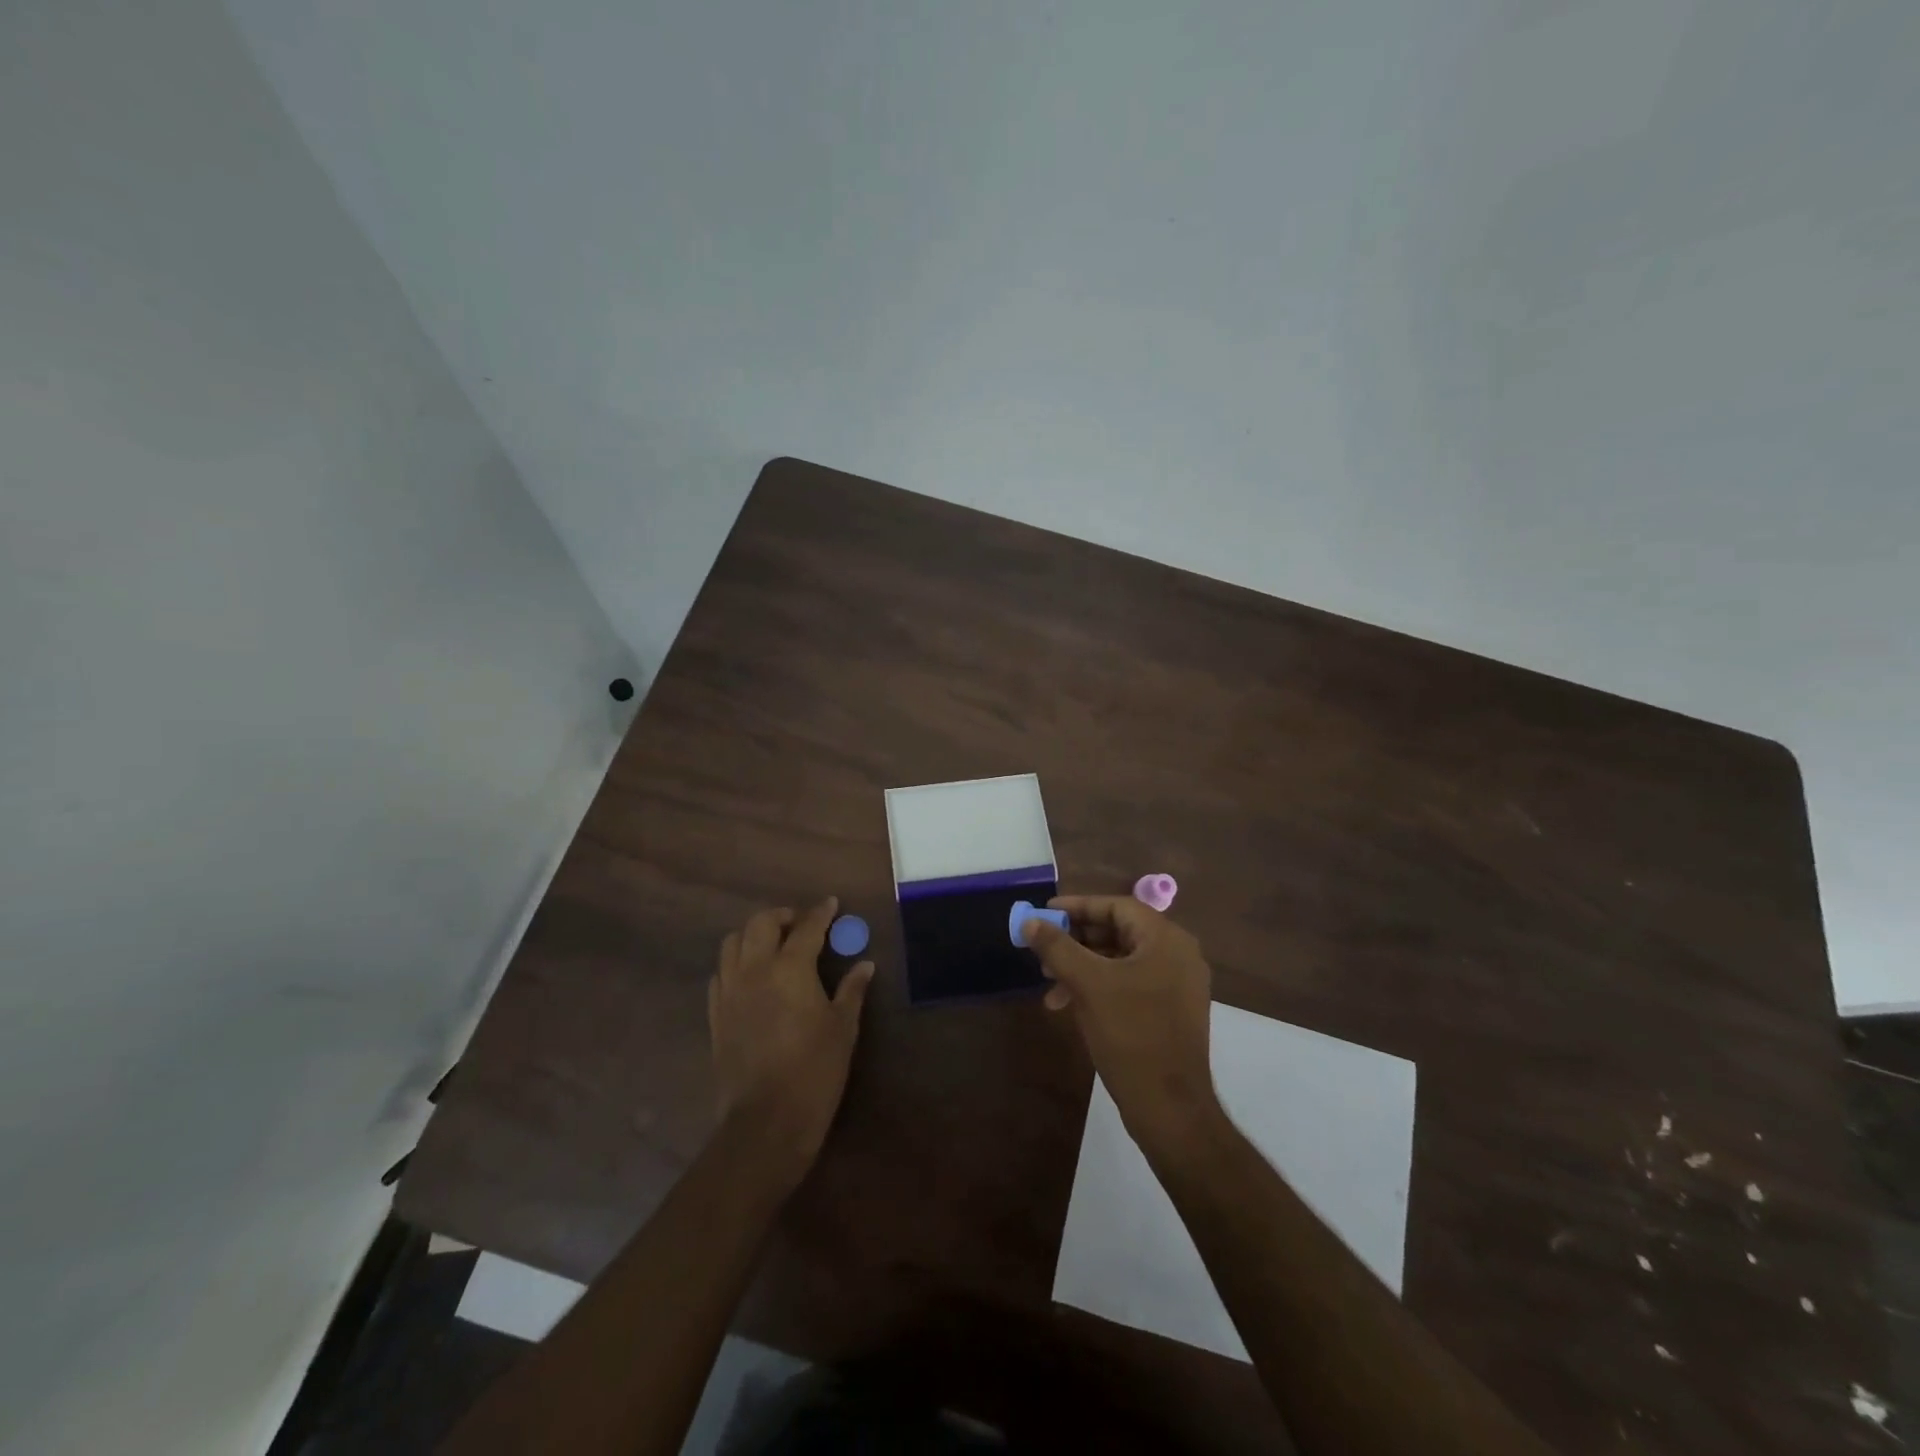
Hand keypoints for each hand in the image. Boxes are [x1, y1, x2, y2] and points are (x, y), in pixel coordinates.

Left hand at [708, 897, 874, 1176]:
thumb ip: (851, 990)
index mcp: (790, 968)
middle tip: (801, 924)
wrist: (766, 1121)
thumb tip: (865, 964)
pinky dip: (736, 963)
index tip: (831, 904)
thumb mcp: (843, 1029)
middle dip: (783, 916)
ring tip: (773, 945)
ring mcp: (730, 991)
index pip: (807, 927)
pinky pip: (720, 973)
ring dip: (754, 934)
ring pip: (733, 942)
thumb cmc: (815, 1071)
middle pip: (761, 923)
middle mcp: (755, 970)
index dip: (821, 912)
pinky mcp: (715, 1014)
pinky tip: (751, 976)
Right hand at [1024, 896, 1221, 1154]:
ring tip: (1050, 982)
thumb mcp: (1088, 985)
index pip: (1117, 906)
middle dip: (1077, 940)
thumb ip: (1058, 948)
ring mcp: (1176, 985)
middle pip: (1119, 931)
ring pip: (1121, 961)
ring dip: (1083, 966)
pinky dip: (1099, 987)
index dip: (1078, 906)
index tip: (1045, 913)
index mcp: (1166, 940)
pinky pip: (1130, 984)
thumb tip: (1030, 922)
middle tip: (1043, 949)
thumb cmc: (1131, 1035)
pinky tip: (1069, 1005)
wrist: (1171, 1108)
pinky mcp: (1170, 1012)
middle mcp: (1177, 955)